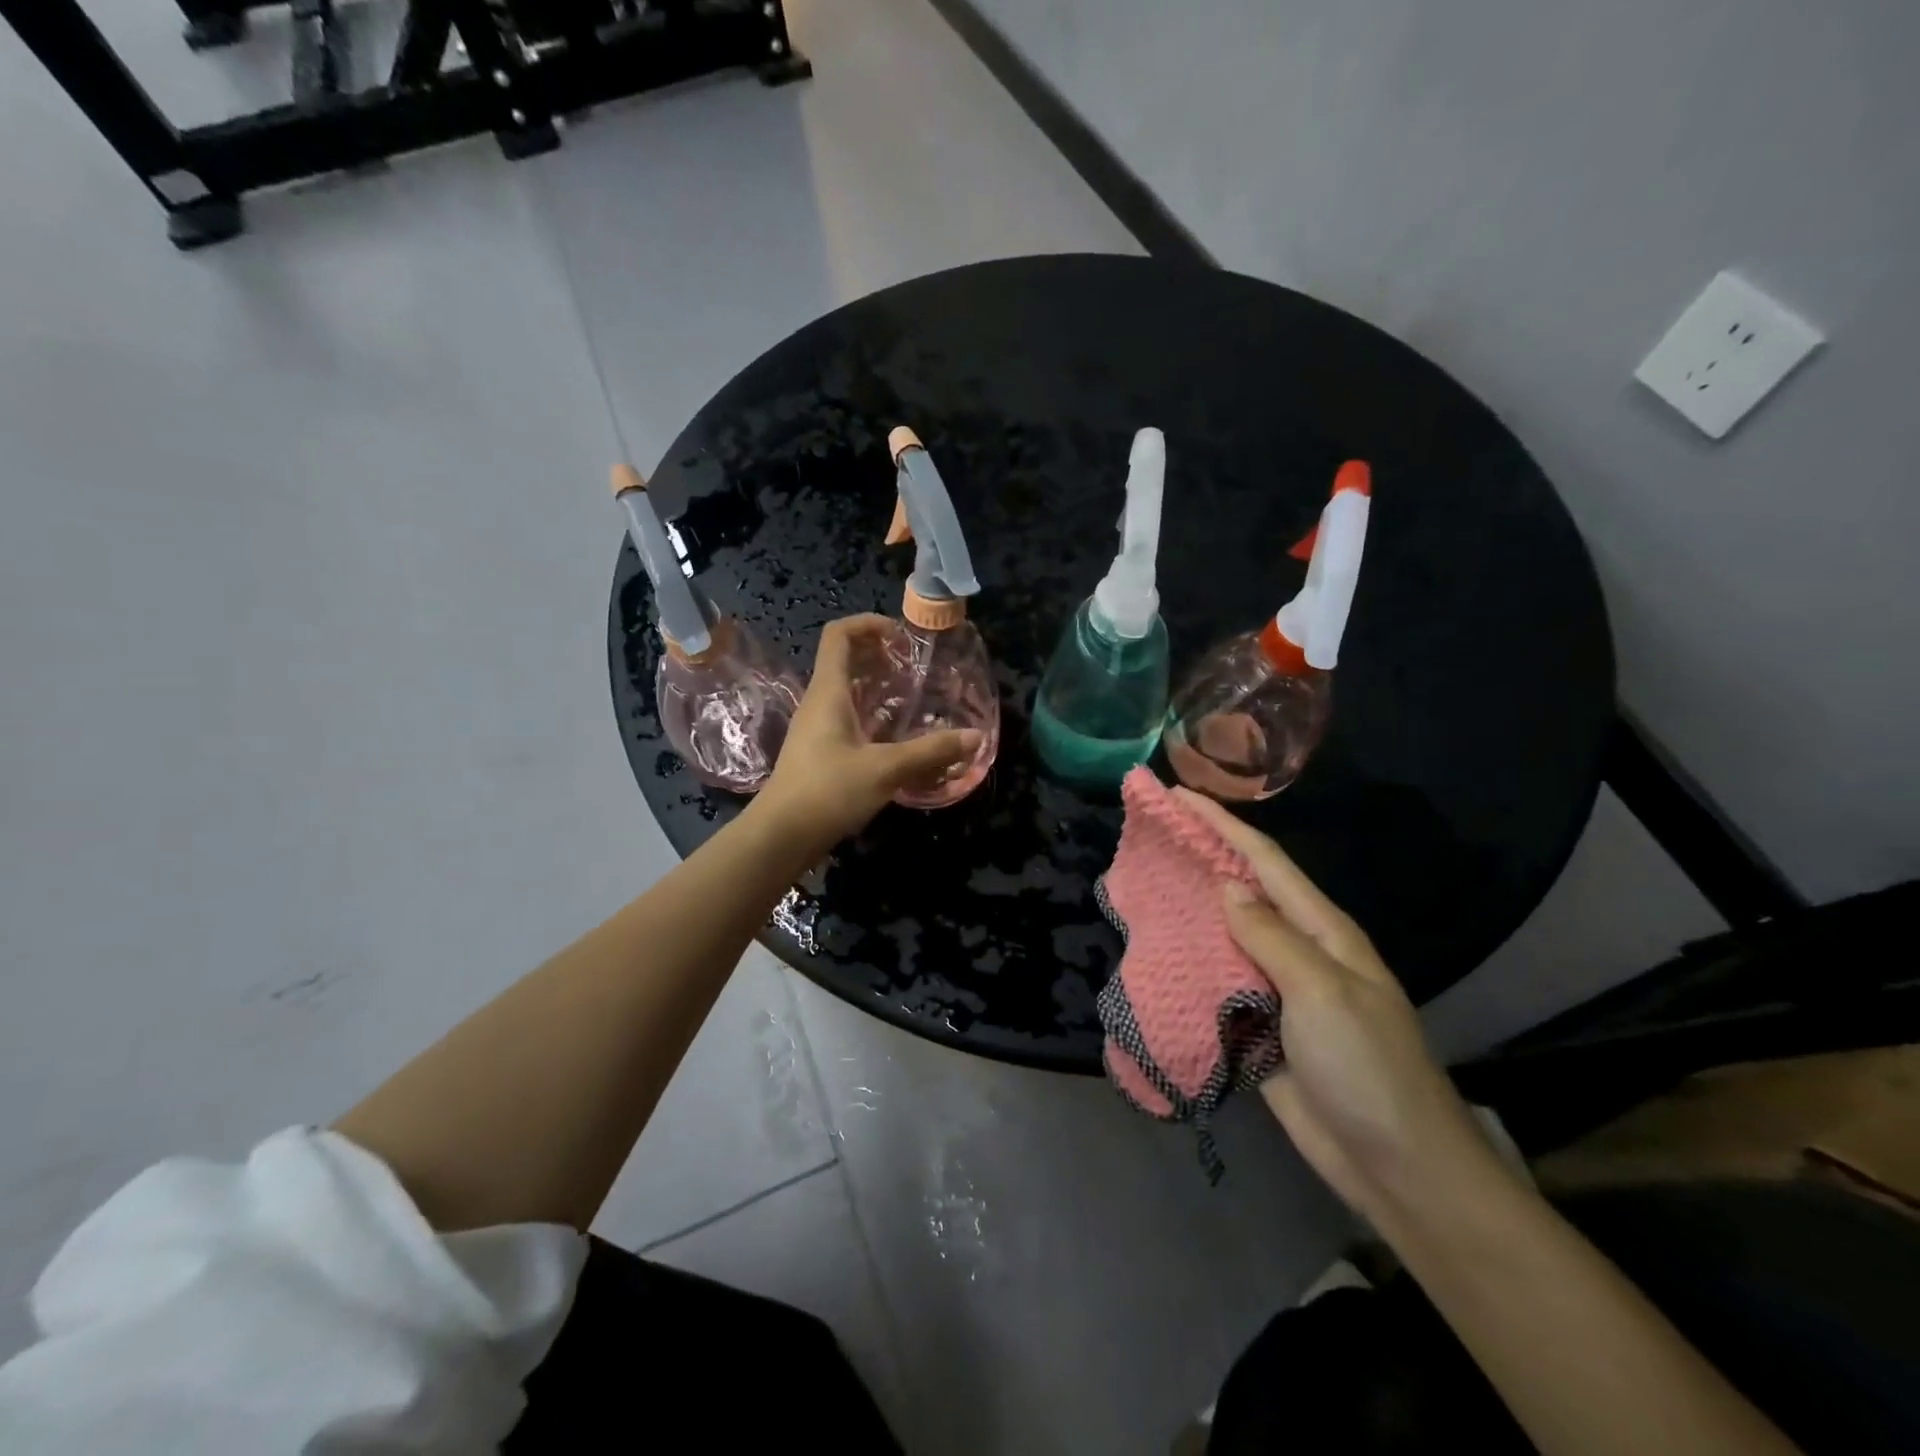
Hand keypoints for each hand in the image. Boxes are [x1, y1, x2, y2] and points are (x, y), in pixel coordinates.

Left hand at [753, 615, 981, 853]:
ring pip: (849, 693)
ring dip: (878, 688)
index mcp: (829, 692)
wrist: (781, 836)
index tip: (901, 635)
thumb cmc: (828, 791)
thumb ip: (931, 751)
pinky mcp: (820, 753)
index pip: (839, 635)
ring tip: (913, 696)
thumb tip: (976, 736)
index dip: (868, 624)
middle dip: (880, 656)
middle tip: (915, 666)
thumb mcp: (885, 769)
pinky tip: (897, 735)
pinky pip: (849, 720)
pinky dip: (873, 717)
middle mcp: (820, 703)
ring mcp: (817, 729)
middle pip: (846, 661)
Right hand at [1174, 789, 1514, 1225]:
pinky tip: (1160, 950)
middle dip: (1202, 858)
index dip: (1222, 824)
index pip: (1265, 862)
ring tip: (1145, 883)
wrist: (1397, 1168)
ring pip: (1226, 936)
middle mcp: (1299, 950)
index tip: (1178, 796)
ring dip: (1190, 909)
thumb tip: (1227, 887)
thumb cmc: (1368, 1069)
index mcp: (1323, 932)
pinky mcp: (1259, 1027)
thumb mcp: (1322, 993)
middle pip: (1243, 892)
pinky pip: (1219, 983)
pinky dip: (1190, 963)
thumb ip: (1271, 937)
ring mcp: (1278, 990)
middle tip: (1153, 833)